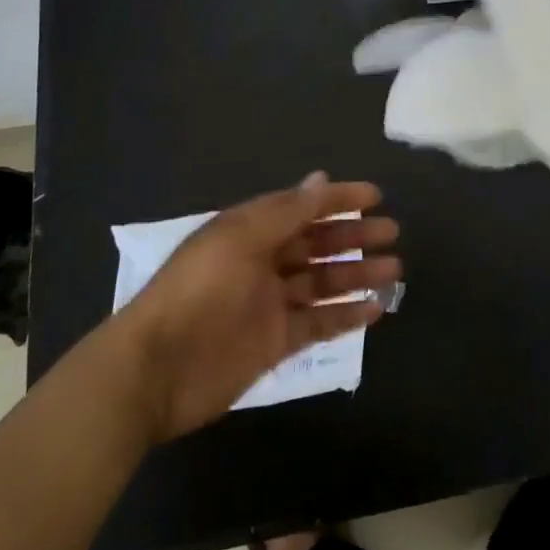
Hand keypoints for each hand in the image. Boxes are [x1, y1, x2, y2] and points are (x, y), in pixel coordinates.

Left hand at [110, 174, 400, 442]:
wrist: (156, 370)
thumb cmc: (199, 291)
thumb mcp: (240, 239)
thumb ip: (285, 211)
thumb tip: (321, 179)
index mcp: (250, 231)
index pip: (302, 206)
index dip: (338, 198)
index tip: (375, 196)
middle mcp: (263, 262)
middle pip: (316, 243)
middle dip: (353, 235)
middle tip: (391, 233)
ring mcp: (269, 304)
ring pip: (323, 283)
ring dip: (357, 274)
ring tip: (393, 270)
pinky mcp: (274, 342)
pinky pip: (318, 323)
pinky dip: (346, 316)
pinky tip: (375, 309)